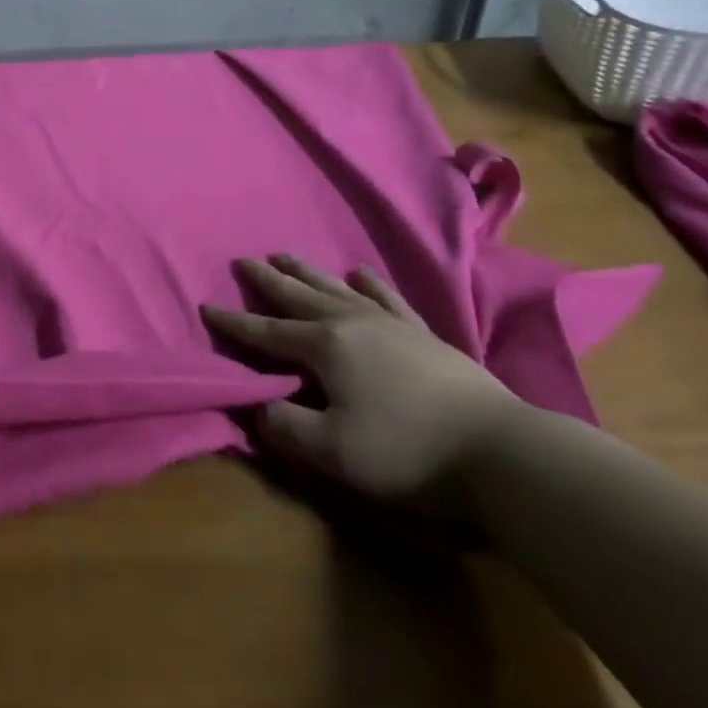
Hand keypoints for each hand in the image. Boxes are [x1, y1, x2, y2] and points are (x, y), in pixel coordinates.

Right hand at [201, 254, 525, 518]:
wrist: (501, 452)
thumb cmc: (407, 452)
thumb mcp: (333, 452)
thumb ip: (285, 427)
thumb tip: (254, 404)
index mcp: (323, 347)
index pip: (266, 332)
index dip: (234, 322)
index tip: (207, 306)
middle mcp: (349, 322)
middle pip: (298, 296)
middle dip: (267, 280)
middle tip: (243, 260)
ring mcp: (389, 323)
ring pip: (335, 288)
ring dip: (307, 272)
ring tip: (285, 255)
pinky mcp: (423, 334)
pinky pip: (387, 298)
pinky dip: (369, 283)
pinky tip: (359, 272)